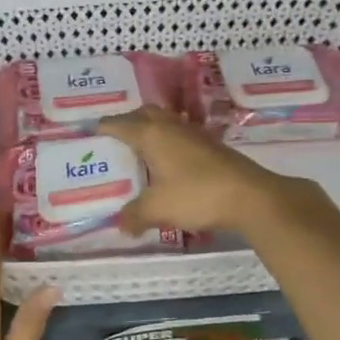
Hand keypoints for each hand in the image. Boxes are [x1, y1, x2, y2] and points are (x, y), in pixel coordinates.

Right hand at [100, 106, 296, 234]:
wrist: (250, 196)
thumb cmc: (197, 195)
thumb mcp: (157, 209)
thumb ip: (134, 215)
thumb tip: (122, 225)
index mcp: (151, 134)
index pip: (117, 124)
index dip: (101, 129)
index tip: (89, 138)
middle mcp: (171, 126)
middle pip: (143, 114)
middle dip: (127, 124)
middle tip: (115, 144)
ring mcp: (194, 134)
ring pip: (165, 123)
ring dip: (150, 132)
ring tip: (140, 154)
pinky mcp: (211, 146)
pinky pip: (180, 136)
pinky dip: (168, 144)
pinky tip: (168, 165)